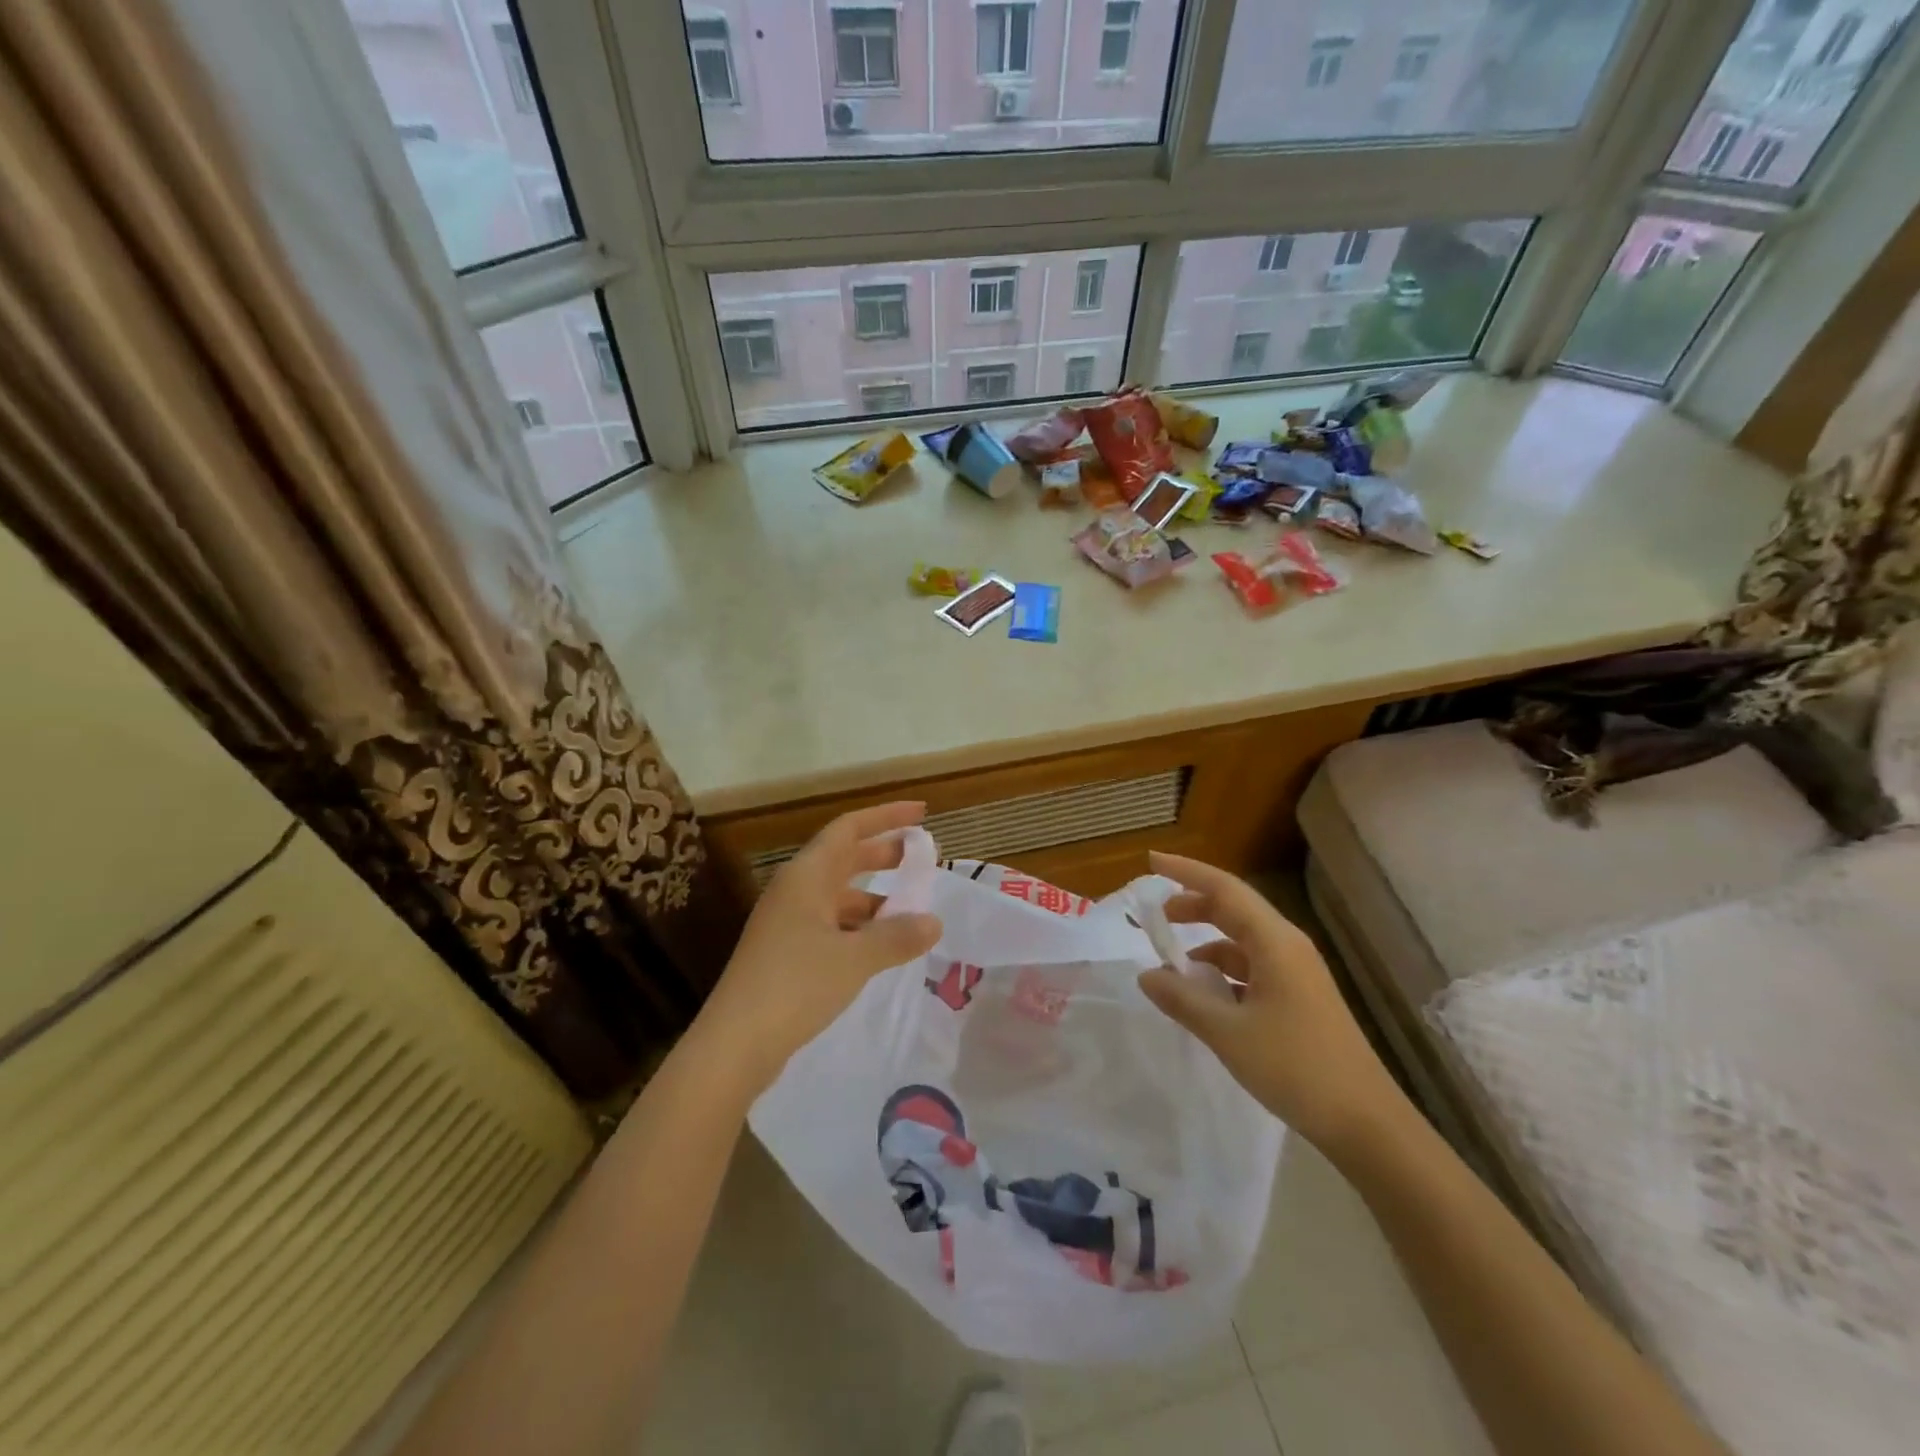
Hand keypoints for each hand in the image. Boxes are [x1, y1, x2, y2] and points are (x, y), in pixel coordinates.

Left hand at [691, 802, 942, 1097]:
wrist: (735, 1044)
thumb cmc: (796, 985)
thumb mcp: (855, 958)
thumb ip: (897, 936)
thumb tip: (933, 921)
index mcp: (806, 876)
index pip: (849, 828)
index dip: (886, 817)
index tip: (922, 814)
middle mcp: (795, 890)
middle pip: (844, 858)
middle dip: (884, 855)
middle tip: (923, 858)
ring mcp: (788, 922)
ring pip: (839, 896)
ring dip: (875, 897)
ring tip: (912, 911)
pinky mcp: (786, 953)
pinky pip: (832, 925)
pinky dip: (860, 927)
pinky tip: (883, 947)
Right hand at [1137, 852, 1406, 1154]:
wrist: (1366, 1123)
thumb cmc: (1296, 1068)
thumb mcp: (1228, 1033)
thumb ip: (1183, 999)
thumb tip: (1146, 974)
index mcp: (1275, 942)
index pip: (1225, 889)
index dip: (1186, 872)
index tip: (1151, 861)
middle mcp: (1287, 947)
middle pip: (1234, 909)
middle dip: (1193, 906)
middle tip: (1156, 917)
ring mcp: (1297, 973)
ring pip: (1242, 941)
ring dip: (1206, 943)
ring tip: (1173, 966)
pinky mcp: (1299, 997)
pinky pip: (1252, 967)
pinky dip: (1223, 971)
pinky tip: (1206, 996)